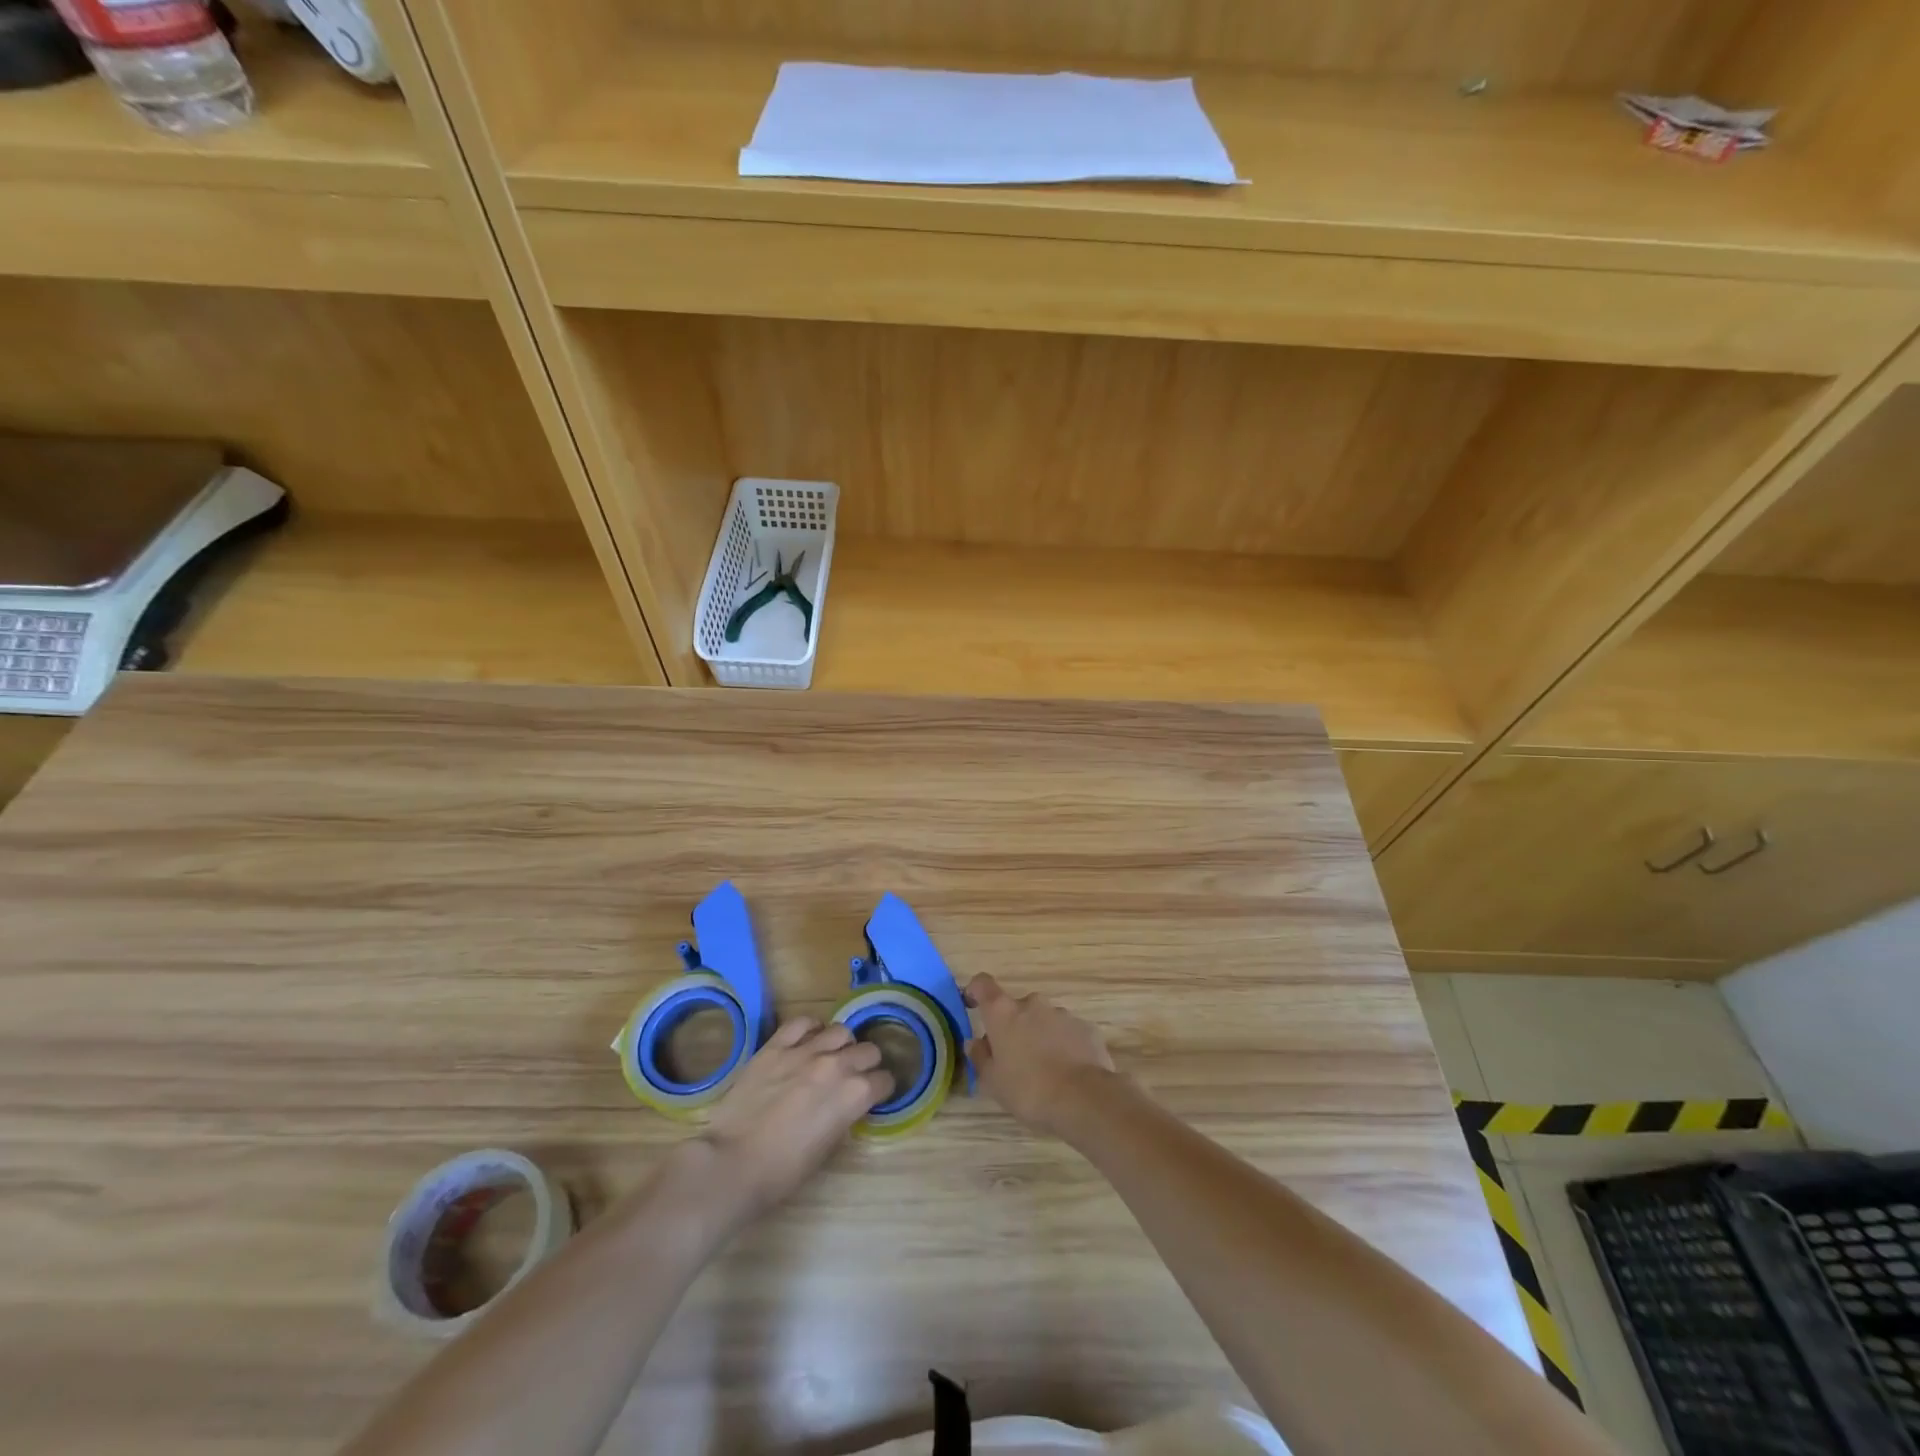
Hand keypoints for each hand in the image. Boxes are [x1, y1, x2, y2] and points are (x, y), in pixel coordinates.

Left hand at [696, 1018, 892, 1220]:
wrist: (732, 1164)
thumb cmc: (782, 1172)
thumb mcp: (826, 1150)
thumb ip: (843, 1118)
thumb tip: (846, 1106)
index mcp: (854, 1095)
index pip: (884, 1081)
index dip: (881, 1090)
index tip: (874, 1096)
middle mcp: (836, 1065)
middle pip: (868, 1050)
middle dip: (867, 1064)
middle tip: (854, 1077)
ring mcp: (805, 1051)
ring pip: (841, 1030)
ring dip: (842, 1045)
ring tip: (831, 1057)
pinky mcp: (776, 1046)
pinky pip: (802, 1023)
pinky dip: (811, 1029)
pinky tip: (807, 1040)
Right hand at [964, 973, 1116, 1136]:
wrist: (1084, 1099)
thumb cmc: (1029, 1090)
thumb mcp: (993, 1082)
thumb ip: (980, 1057)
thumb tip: (975, 1042)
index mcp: (1003, 1012)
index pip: (983, 984)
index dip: (975, 991)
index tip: (972, 1005)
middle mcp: (1032, 1004)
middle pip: (1016, 1008)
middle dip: (1013, 1027)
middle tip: (1013, 1058)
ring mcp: (1062, 1014)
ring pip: (1043, 1020)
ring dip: (1040, 1036)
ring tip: (1044, 1070)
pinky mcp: (1086, 1027)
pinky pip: (1067, 1032)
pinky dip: (1063, 1045)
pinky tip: (1067, 1072)